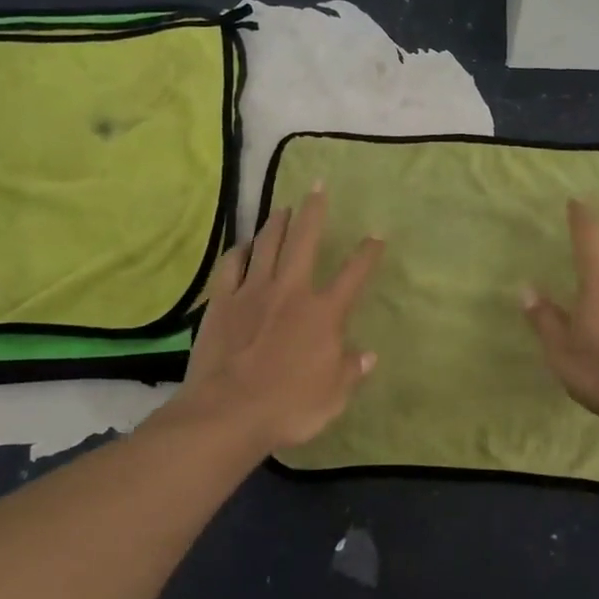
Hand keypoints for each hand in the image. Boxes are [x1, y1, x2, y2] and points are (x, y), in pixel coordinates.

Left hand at [180, 185, 384, 450]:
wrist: (227, 413)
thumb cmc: (288, 407)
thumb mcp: (332, 397)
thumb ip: (350, 370)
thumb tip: (367, 354)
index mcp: (323, 314)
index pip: (353, 275)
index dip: (367, 253)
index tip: (376, 234)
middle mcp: (291, 292)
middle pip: (305, 241)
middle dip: (314, 211)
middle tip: (317, 186)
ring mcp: (253, 292)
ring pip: (268, 245)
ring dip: (278, 222)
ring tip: (284, 208)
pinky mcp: (222, 301)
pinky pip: (231, 266)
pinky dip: (240, 251)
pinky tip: (244, 246)